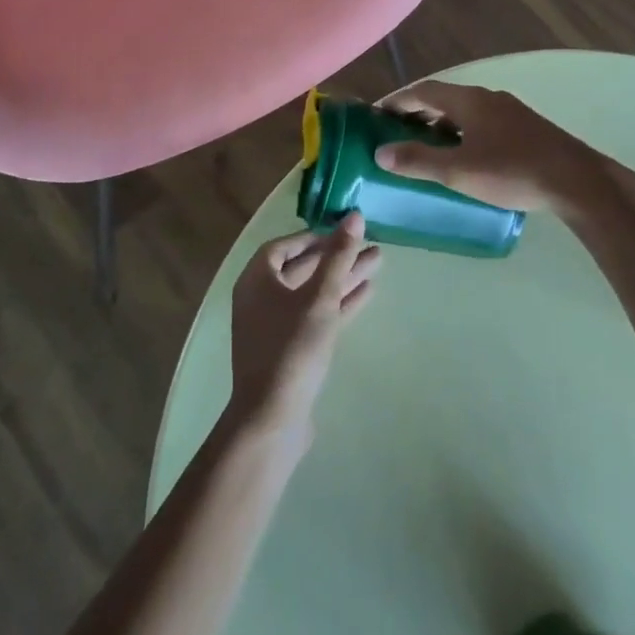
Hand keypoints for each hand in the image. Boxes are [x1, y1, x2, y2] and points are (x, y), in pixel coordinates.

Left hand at [229, 212, 379, 447]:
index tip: (341, 232)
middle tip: (370, 244)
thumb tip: (353, 216)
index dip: (313, 236)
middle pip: (303, 268)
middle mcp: (261, 299)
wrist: (272, 418)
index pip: (283, 246)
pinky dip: (339, 303)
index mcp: (256, 280)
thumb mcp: (319, 298)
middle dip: (336, 256)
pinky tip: (367, 293)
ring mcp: (275, 326)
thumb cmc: (292, 348)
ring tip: (378, 263)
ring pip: (313, 292)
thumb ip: (338, 256)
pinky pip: (316, 315)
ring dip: (343, 277)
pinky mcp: (291, 349)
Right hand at [373, 81, 623, 213]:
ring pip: (466, 112)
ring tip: (427, 149)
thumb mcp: (458, 171)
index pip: (424, 91)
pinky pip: (483, 123)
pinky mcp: (526, 128)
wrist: (577, 181)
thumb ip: (418, 161)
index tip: (377, 115)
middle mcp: (488, 98)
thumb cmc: (513, 171)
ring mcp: (511, 111)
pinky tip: (466, 158)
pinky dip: (463, 133)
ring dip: (442, 125)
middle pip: (444, 98)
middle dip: (418, 113)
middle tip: (396, 133)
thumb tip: (381, 152)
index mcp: (469, 100)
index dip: (398, 100)